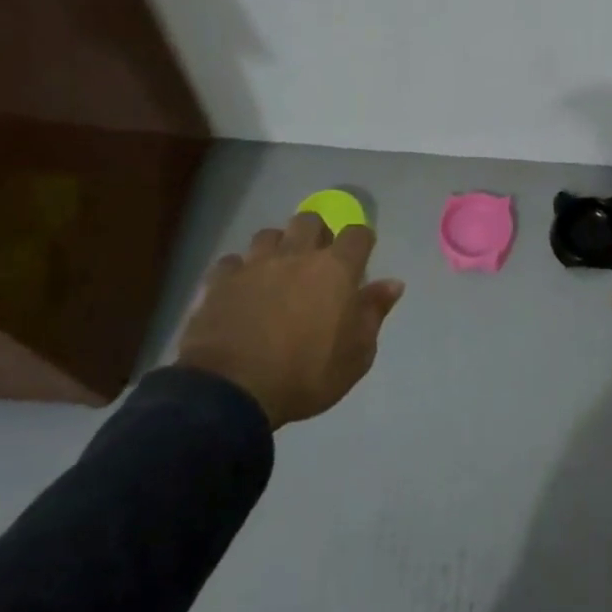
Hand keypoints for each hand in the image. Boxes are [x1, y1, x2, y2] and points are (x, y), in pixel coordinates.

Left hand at [177, 212, 404, 428]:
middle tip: (317, 259)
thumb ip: (373, 313)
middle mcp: (296, 255)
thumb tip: (393, 283)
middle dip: (317, 232)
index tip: (360, 258)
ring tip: (277, 270)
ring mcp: (254, 265)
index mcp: (335, 270)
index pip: (358, 234)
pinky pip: (231, 263)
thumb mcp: (356, 356)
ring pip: (268, 235)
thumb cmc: (305, 375)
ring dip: (276, 247)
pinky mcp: (219, 281)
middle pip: (309, 220)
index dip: (361, 242)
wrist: (231, 391)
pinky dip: (238, 271)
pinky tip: (240, 289)